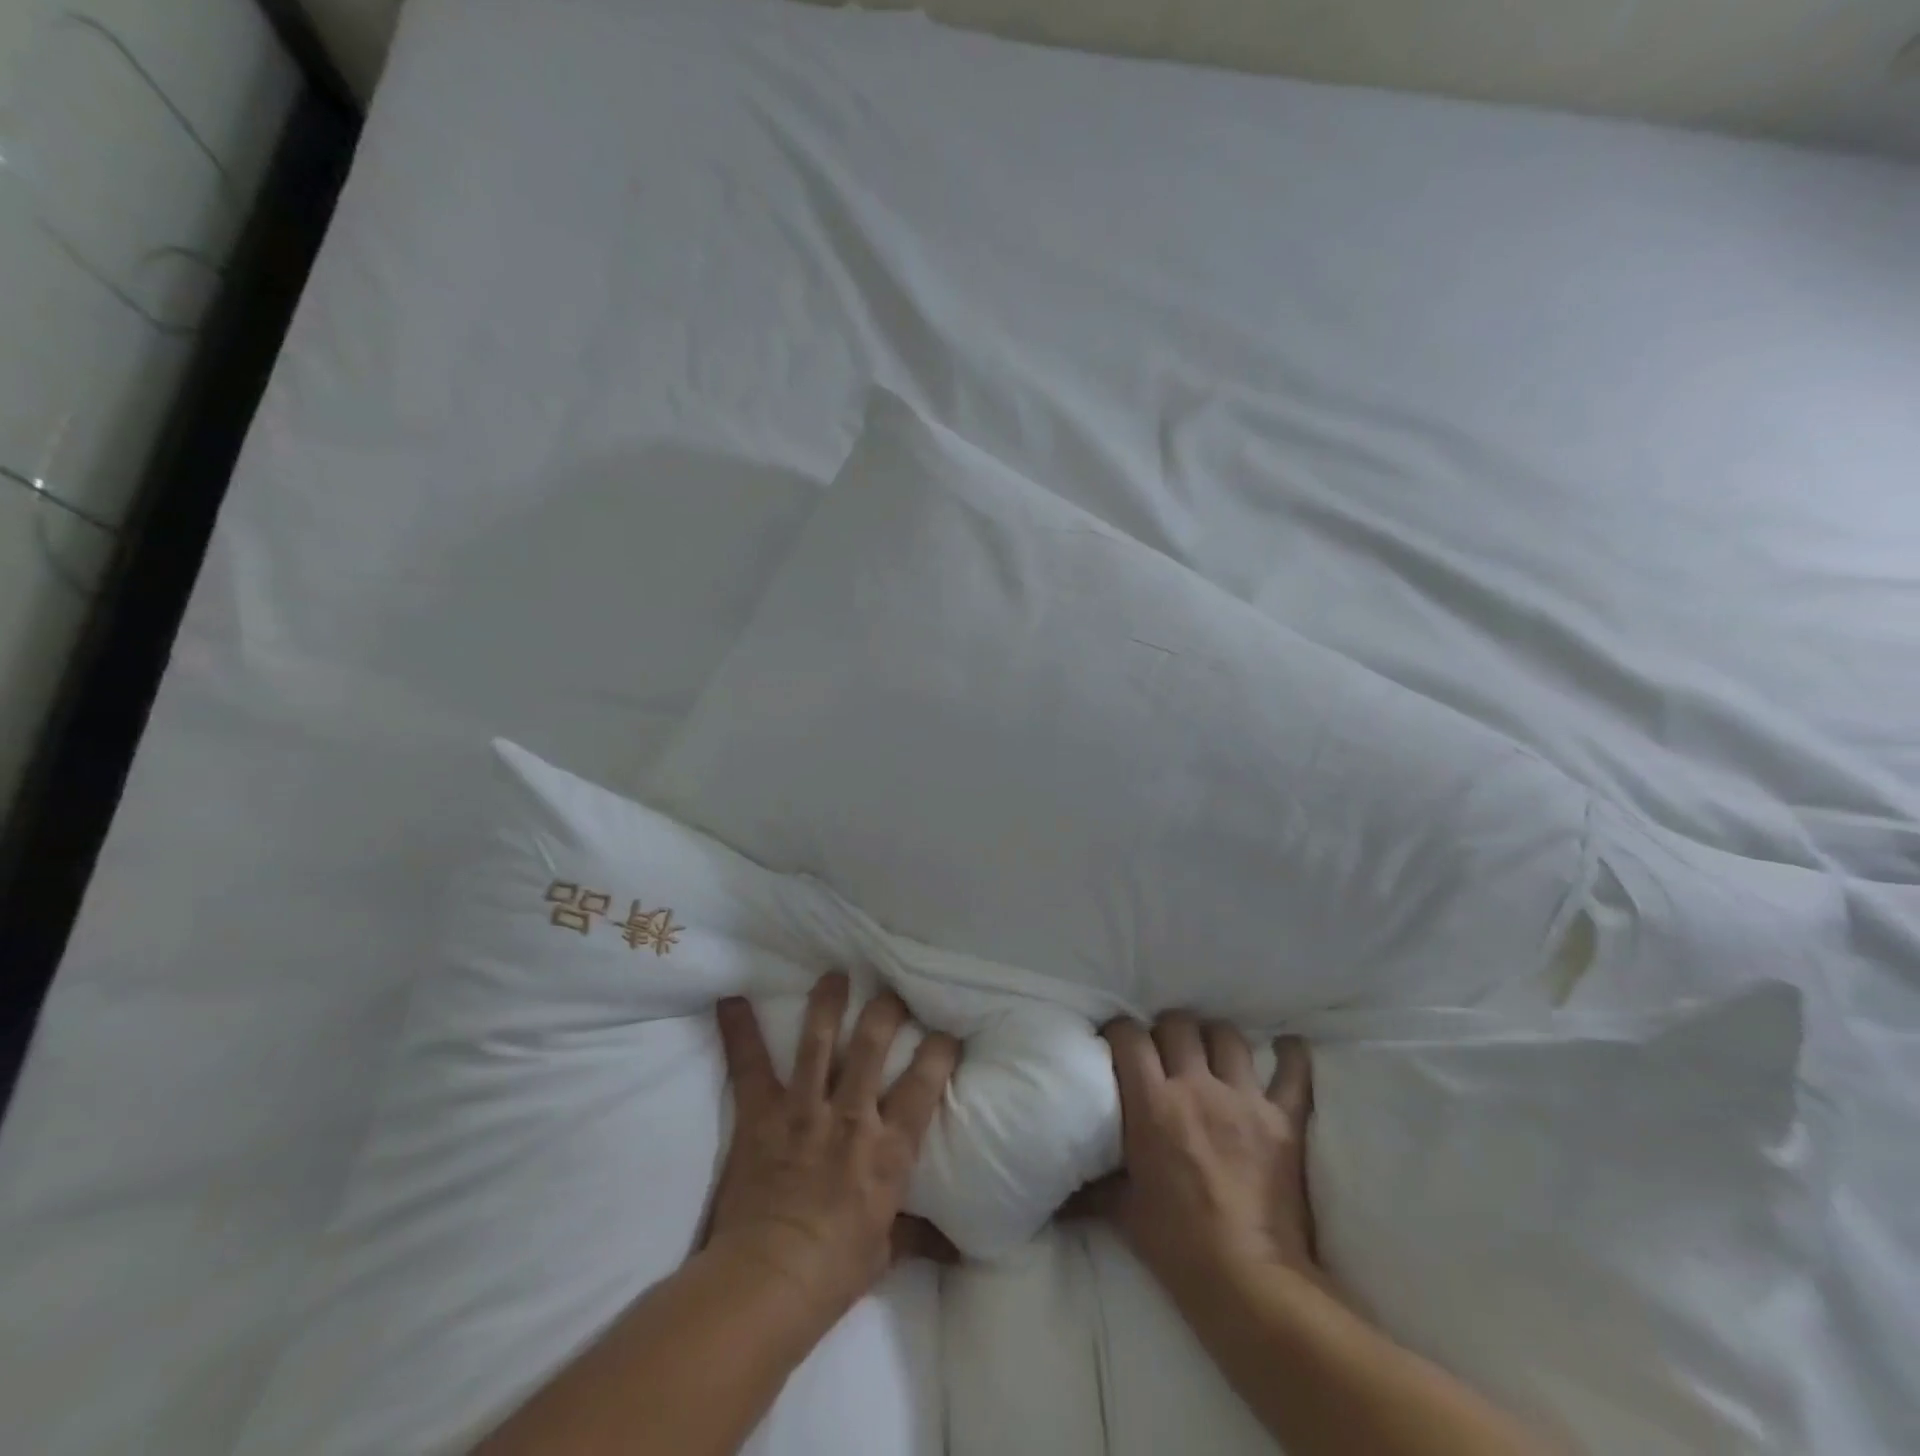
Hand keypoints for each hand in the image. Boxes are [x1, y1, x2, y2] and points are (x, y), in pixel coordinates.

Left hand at [706, 973, 960, 1330]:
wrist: (768, 1283)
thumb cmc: (835, 1270)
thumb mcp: (886, 1251)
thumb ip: (919, 1234)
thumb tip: (957, 1248)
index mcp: (889, 1147)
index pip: (925, 1083)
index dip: (940, 1049)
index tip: (946, 1030)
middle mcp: (852, 1115)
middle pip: (873, 1043)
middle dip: (885, 1010)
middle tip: (891, 991)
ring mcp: (804, 1109)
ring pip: (819, 1041)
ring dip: (828, 1003)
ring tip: (835, 975)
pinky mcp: (762, 1115)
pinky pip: (750, 1065)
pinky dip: (739, 1031)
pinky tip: (730, 1000)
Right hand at [1076, 1013, 1323, 1298]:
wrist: (1248, 1283)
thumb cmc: (1176, 1246)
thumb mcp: (1122, 1210)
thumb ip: (1094, 1185)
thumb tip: (1060, 1192)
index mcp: (1153, 1104)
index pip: (1129, 1036)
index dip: (1120, 1031)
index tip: (1118, 1040)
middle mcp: (1196, 1088)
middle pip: (1178, 1025)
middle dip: (1167, 1029)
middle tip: (1165, 1048)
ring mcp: (1243, 1099)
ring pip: (1227, 1036)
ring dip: (1216, 1038)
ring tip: (1212, 1050)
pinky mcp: (1284, 1120)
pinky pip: (1294, 1072)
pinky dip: (1291, 1056)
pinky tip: (1286, 1047)